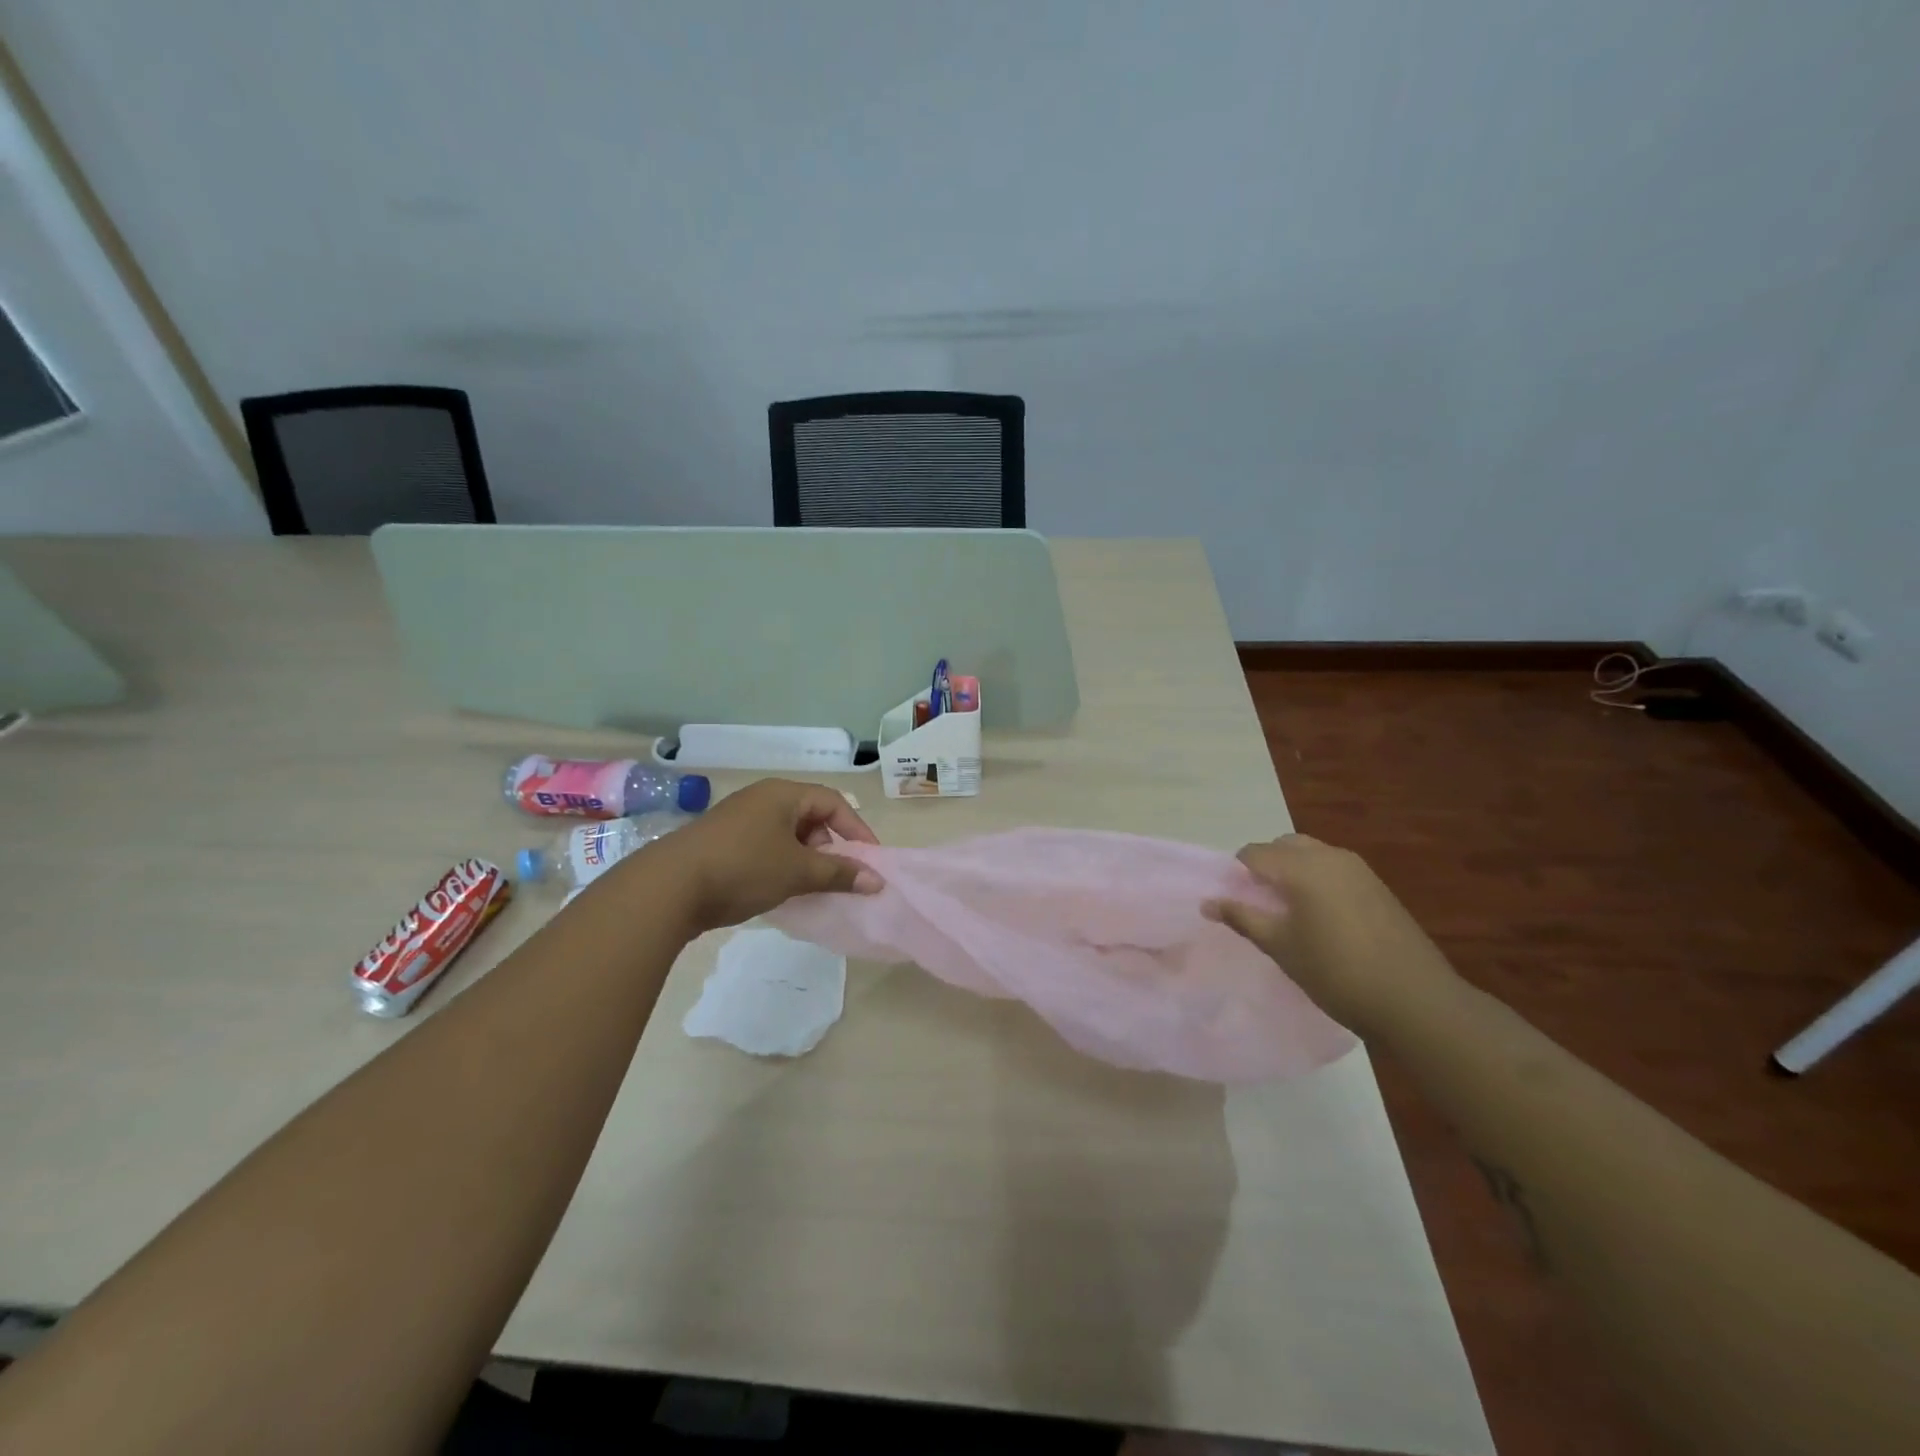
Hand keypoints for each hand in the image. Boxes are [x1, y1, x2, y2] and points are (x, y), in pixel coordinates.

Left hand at [637, 778, 882, 934]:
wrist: (668, 887)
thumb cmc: (743, 868)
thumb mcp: (798, 872)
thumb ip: (840, 874)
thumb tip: (877, 881)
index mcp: (782, 794)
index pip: (833, 802)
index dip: (856, 829)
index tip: (869, 860)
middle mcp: (761, 799)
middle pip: (809, 816)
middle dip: (829, 846)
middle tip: (835, 875)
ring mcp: (737, 820)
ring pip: (785, 834)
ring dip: (804, 859)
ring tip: (808, 887)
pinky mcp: (720, 842)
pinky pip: (764, 847)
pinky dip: (780, 865)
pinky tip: (777, 890)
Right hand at [1203, 834, 1463, 1036]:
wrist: (1415, 1000)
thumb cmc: (1336, 972)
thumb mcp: (1281, 946)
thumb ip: (1243, 918)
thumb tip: (1208, 902)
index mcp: (1301, 866)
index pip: (1254, 853)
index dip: (1237, 874)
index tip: (1235, 903)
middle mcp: (1329, 856)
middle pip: (1284, 846)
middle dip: (1266, 867)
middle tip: (1261, 905)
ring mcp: (1359, 870)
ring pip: (1312, 855)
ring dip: (1293, 872)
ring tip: (1291, 914)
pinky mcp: (1378, 887)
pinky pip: (1335, 870)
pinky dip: (1319, 882)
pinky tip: (1323, 920)